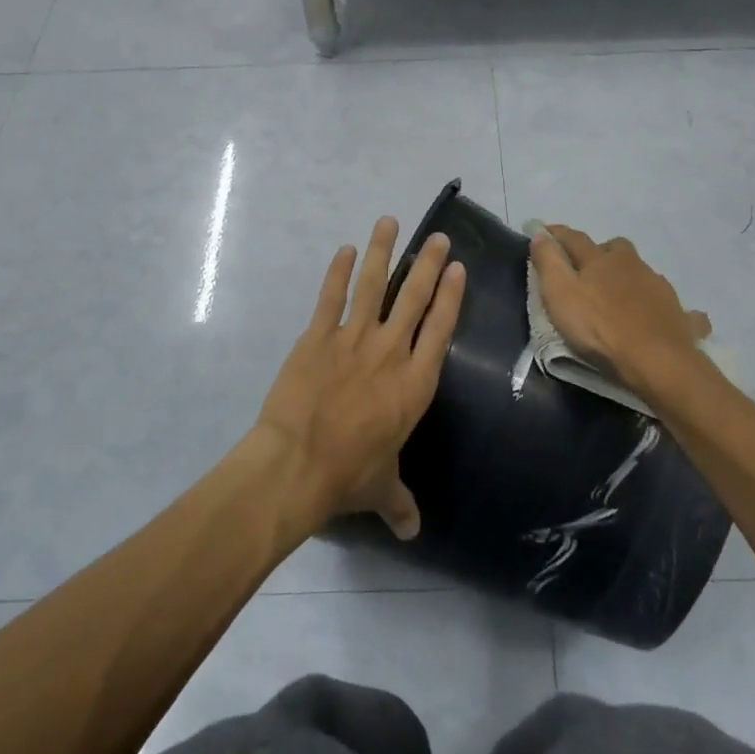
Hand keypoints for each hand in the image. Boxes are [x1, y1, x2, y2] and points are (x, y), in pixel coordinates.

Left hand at [255, 218, 465, 539]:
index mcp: (415, 383)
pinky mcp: (317, 336)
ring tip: (389, 221)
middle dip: (428, 264)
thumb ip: (400, 503)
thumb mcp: (381, 488)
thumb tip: (414, 532)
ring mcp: (353, 339)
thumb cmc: (347, 475)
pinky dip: (337, 272)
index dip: (451, 295)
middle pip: (415, 298)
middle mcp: (391, 352)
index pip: (440, 328)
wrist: (296, 464)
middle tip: (437, 236)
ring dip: (382, 251)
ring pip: (373, 285)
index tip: (458, 268)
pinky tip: (344, 249)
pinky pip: (330, 297)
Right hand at [530, 224, 709, 400]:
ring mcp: (659, 288)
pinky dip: (661, 306)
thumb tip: (540, 235)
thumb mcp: (560, 295)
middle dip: (601, 252)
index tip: (543, 231)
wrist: (657, 361)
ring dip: (629, 277)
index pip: (574, 238)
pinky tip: (660, 316)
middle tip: (588, 269)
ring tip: (618, 295)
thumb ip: (548, 263)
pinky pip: (670, 304)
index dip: (556, 234)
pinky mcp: (678, 313)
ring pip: (642, 272)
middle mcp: (632, 265)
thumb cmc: (600, 328)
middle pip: (616, 248)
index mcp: (601, 259)